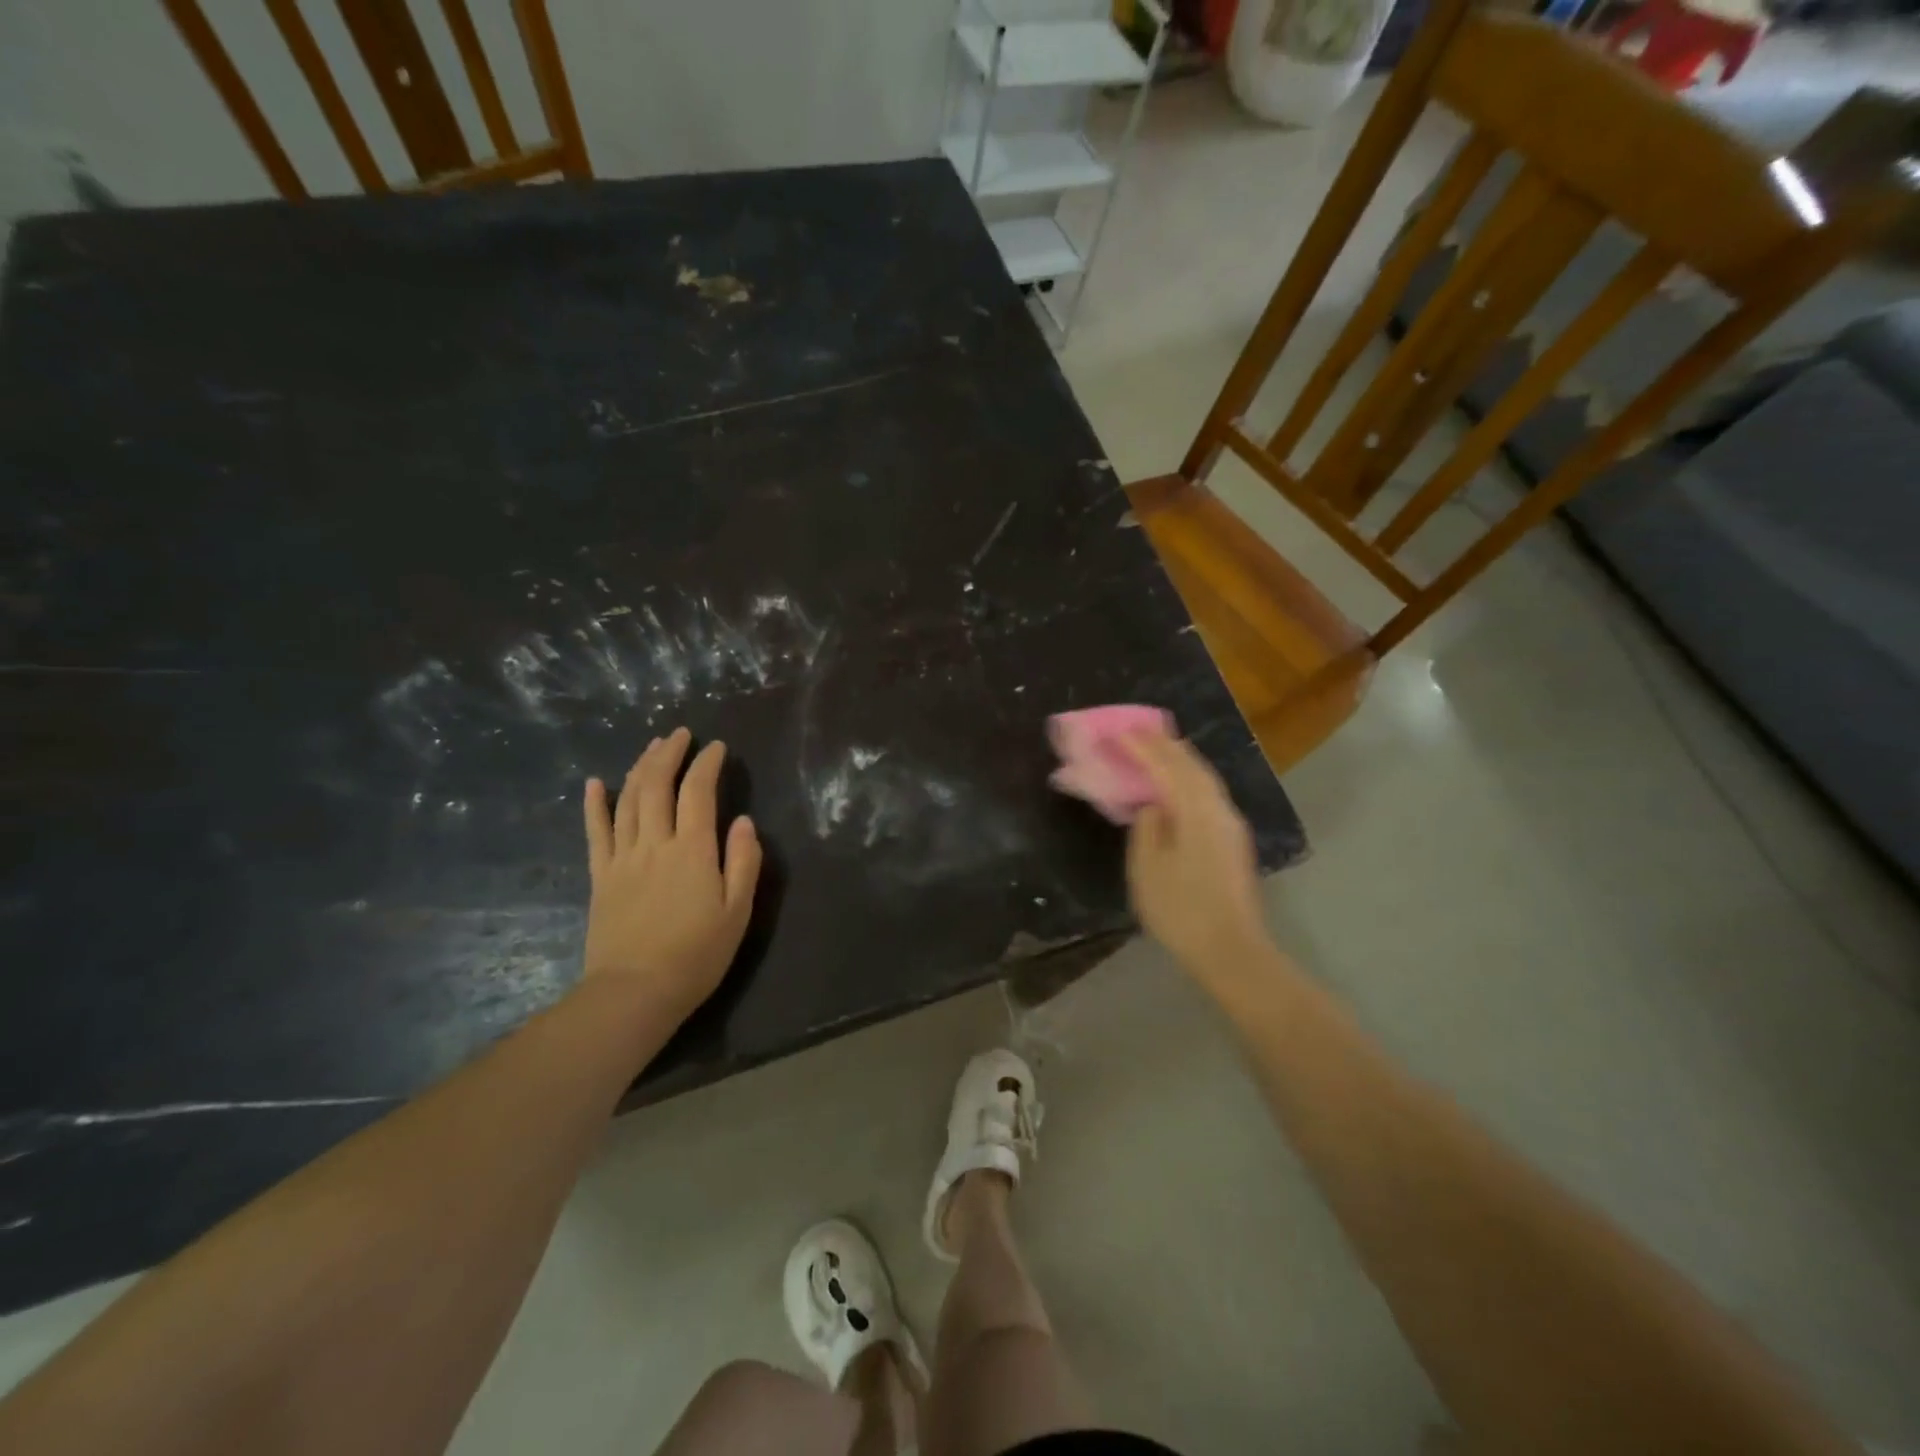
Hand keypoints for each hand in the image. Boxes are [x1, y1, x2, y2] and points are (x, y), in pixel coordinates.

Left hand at [581, 728, 761, 1023]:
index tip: (717, 747)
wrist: (635, 991)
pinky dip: (594, 804)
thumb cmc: (697, 954)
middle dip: (669, 754)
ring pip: (627, 800)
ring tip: (651, 748)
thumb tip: (742, 821)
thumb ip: (743, 861)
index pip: (698, 792)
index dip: (707, 764)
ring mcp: (622, 858)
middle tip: (679, 734)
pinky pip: (595, 832)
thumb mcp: (737, 911)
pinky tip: (595, 783)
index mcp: (693, 850)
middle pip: (657, 785)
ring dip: (639, 768)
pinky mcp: (601, 876)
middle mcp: (655, 843)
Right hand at [1123, 732, 1268, 986]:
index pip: (1168, 767)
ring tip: (1157, 748)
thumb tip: (1153, 807)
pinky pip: (1208, 795)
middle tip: (1139, 731)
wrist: (1231, 951)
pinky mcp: (1233, 843)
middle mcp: (1219, 810)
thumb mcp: (1148, 869)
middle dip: (1165, 745)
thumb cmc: (1181, 910)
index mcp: (1196, 811)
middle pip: (1193, 766)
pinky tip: (1178, 785)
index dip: (1143, 747)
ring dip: (1180, 760)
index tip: (1120, 731)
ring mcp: (1231, 826)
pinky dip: (1189, 779)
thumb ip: (1147, 828)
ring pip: (1205, 780)